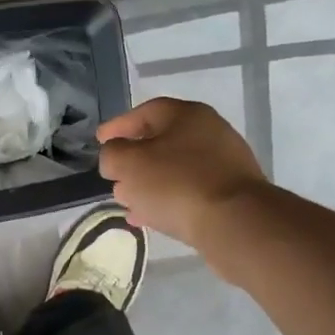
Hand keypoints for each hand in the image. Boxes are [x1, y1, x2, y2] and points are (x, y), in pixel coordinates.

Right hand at [97, 98, 269, 252]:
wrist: (234, 222)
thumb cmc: (176, 183)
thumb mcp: (129, 163)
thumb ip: (113, 154)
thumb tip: (115, 157)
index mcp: (187, 115)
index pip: (145, 112)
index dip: (118, 126)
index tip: (100, 142)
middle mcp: (209, 133)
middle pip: (161, 142)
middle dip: (133, 160)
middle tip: (113, 175)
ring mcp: (224, 164)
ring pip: (174, 170)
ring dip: (148, 184)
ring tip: (126, 201)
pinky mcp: (229, 194)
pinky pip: (188, 192)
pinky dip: (166, 200)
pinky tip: (149, 218)